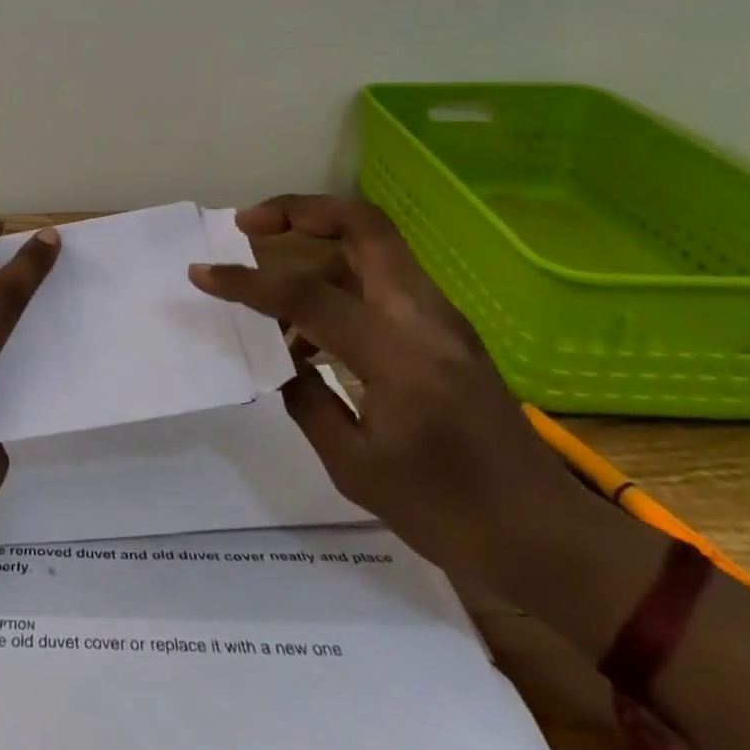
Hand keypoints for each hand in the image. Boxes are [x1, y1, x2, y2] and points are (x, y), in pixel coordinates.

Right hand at [188, 194, 593, 596]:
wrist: (547, 538)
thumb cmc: (449, 515)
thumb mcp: (355, 468)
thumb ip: (305, 399)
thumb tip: (279, 358)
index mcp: (399, 356)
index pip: (307, 296)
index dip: (247, 282)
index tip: (202, 274)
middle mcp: (424, 318)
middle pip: (362, 225)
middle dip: (298, 211)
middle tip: (247, 224)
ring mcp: (441, 318)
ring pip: (372, 245)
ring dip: (315, 243)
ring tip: (267, 280)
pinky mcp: (445, 329)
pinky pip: (382, 279)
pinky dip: (337, 279)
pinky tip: (308, 329)